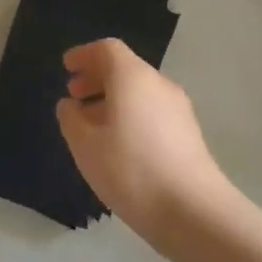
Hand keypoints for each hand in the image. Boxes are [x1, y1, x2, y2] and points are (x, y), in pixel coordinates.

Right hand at [57, 39, 229, 247]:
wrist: (194, 212)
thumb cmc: (131, 170)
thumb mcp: (85, 145)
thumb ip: (71, 119)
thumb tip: (70, 105)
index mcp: (132, 77)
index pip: (107, 49)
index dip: (84, 55)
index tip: (67, 67)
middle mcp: (158, 84)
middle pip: (125, 68)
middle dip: (97, 78)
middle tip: (74, 95)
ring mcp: (179, 109)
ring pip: (140, 92)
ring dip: (113, 99)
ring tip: (92, 125)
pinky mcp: (189, 134)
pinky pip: (153, 111)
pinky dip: (131, 116)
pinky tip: (119, 145)